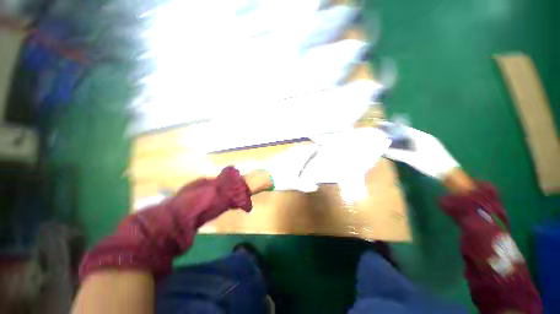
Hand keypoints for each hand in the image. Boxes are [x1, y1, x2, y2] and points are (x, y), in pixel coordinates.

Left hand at [265, 143, 322, 191]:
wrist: (266, 177)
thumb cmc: (282, 180)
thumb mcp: (295, 185)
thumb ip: (306, 186)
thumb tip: (315, 188)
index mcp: (298, 160)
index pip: (308, 150)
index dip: (314, 148)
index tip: (318, 147)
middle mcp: (293, 155)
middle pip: (301, 146)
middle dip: (307, 146)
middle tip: (311, 147)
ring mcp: (285, 154)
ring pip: (294, 147)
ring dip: (300, 147)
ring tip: (303, 149)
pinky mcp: (279, 156)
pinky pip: (288, 150)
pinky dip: (293, 150)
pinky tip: (292, 154)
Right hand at [383, 125, 458, 179]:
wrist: (448, 172)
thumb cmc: (430, 164)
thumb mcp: (412, 159)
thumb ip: (398, 154)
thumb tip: (384, 151)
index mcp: (420, 137)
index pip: (403, 129)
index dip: (392, 127)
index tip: (382, 125)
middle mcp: (424, 136)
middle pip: (406, 131)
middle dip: (394, 131)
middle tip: (383, 132)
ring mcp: (427, 141)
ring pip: (410, 136)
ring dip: (399, 136)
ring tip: (389, 138)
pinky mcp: (429, 147)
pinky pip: (413, 140)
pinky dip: (405, 141)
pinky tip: (400, 145)